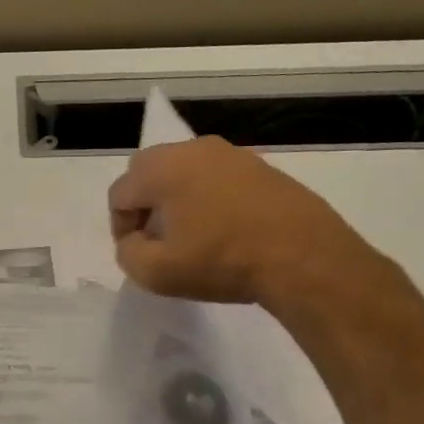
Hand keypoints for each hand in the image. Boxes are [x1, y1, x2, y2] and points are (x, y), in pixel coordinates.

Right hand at [108, 136, 372, 306]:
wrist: (304, 258)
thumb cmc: (222, 262)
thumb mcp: (157, 273)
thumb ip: (128, 253)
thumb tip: (134, 240)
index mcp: (162, 169)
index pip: (119, 193)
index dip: (120, 227)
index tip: (138, 253)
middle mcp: (193, 150)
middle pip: (148, 171)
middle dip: (144, 204)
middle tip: (157, 238)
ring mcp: (231, 154)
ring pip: (184, 171)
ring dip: (177, 198)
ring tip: (192, 234)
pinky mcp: (261, 167)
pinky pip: (217, 176)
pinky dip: (209, 197)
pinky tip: (225, 228)